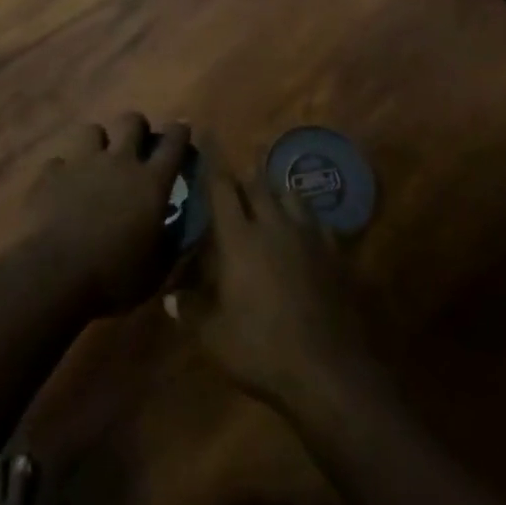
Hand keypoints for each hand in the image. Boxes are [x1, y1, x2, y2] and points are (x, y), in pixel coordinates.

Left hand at [22, 114, 190, 318]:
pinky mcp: (51, 174)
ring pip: (92, 130)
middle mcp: (119, 162)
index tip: (181, 129)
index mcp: (151, 183)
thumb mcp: (156, 269)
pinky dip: (62, 172)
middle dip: (136, 127)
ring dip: (97, 143)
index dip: (179, 132)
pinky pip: (58, 162)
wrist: (55, 275)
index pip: (173, 143)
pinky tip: (61, 188)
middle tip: (136, 144)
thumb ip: (169, 244)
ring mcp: (82, 163)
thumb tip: (176, 232)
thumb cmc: (115, 275)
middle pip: (131, 122)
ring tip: (95, 162)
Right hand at [171, 154, 365, 410]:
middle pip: (259, 185)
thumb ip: (190, 311)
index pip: (223, 188)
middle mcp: (274, 226)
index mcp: (239, 239)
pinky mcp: (335, 256)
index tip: (209, 134)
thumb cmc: (261, 349)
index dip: (214, 160)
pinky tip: (307, 224)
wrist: (329, 369)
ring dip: (278, 188)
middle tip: (241, 159)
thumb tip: (170, 295)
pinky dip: (307, 216)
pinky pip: (319, 222)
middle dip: (248, 170)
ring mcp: (308, 238)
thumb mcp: (213, 337)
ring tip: (272, 188)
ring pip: (292, 197)